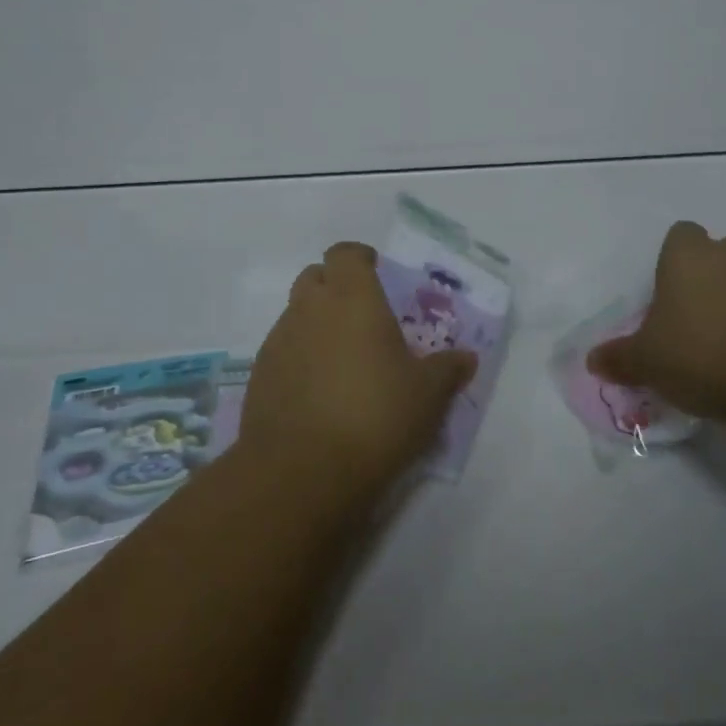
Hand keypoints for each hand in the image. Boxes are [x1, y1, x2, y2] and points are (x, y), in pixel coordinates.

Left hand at [241, 241, 476, 504]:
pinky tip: (318, 390)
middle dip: (335, 286)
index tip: (376, 270)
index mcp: (352, 298)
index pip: (345, 254)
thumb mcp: (427, 395)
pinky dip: (299, 356)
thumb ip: (447, 370)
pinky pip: (282, 349)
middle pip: (315, 277)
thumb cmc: (375, 416)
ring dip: (316, 322)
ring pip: (296, 313)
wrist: (302, 471)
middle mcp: (310, 309)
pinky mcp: (259, 375)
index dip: (359, 257)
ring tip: (342, 358)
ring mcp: (279, 340)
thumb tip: (466, 358)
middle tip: (361, 314)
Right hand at [587, 221, 725, 428]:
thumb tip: (593, 361)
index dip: (671, 257)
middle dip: (705, 274)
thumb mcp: (644, 361)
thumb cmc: (696, 352)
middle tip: (686, 311)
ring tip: (712, 342)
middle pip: (717, 252)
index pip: (680, 234)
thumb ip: (619, 358)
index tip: (663, 288)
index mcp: (686, 256)